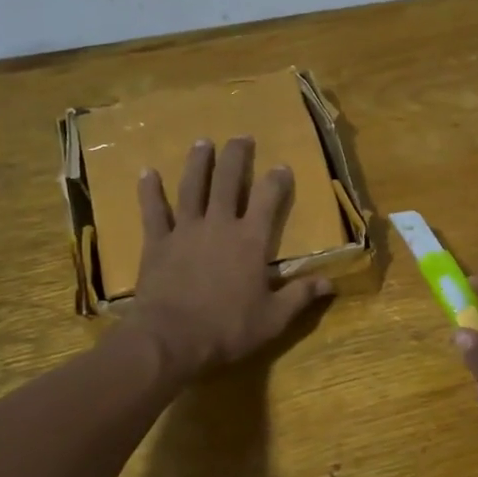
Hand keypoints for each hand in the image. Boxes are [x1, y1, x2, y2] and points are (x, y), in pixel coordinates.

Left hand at [129, 137, 333, 379]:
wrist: (171, 339)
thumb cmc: (228, 329)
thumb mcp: (274, 318)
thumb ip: (300, 296)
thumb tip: (330, 283)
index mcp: (251, 241)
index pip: (269, 200)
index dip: (277, 180)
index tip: (281, 166)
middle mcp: (219, 225)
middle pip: (229, 182)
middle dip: (236, 157)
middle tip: (241, 137)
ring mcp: (185, 231)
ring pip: (192, 187)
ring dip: (198, 163)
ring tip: (202, 142)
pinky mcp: (157, 243)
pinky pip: (153, 211)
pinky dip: (150, 191)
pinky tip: (147, 173)